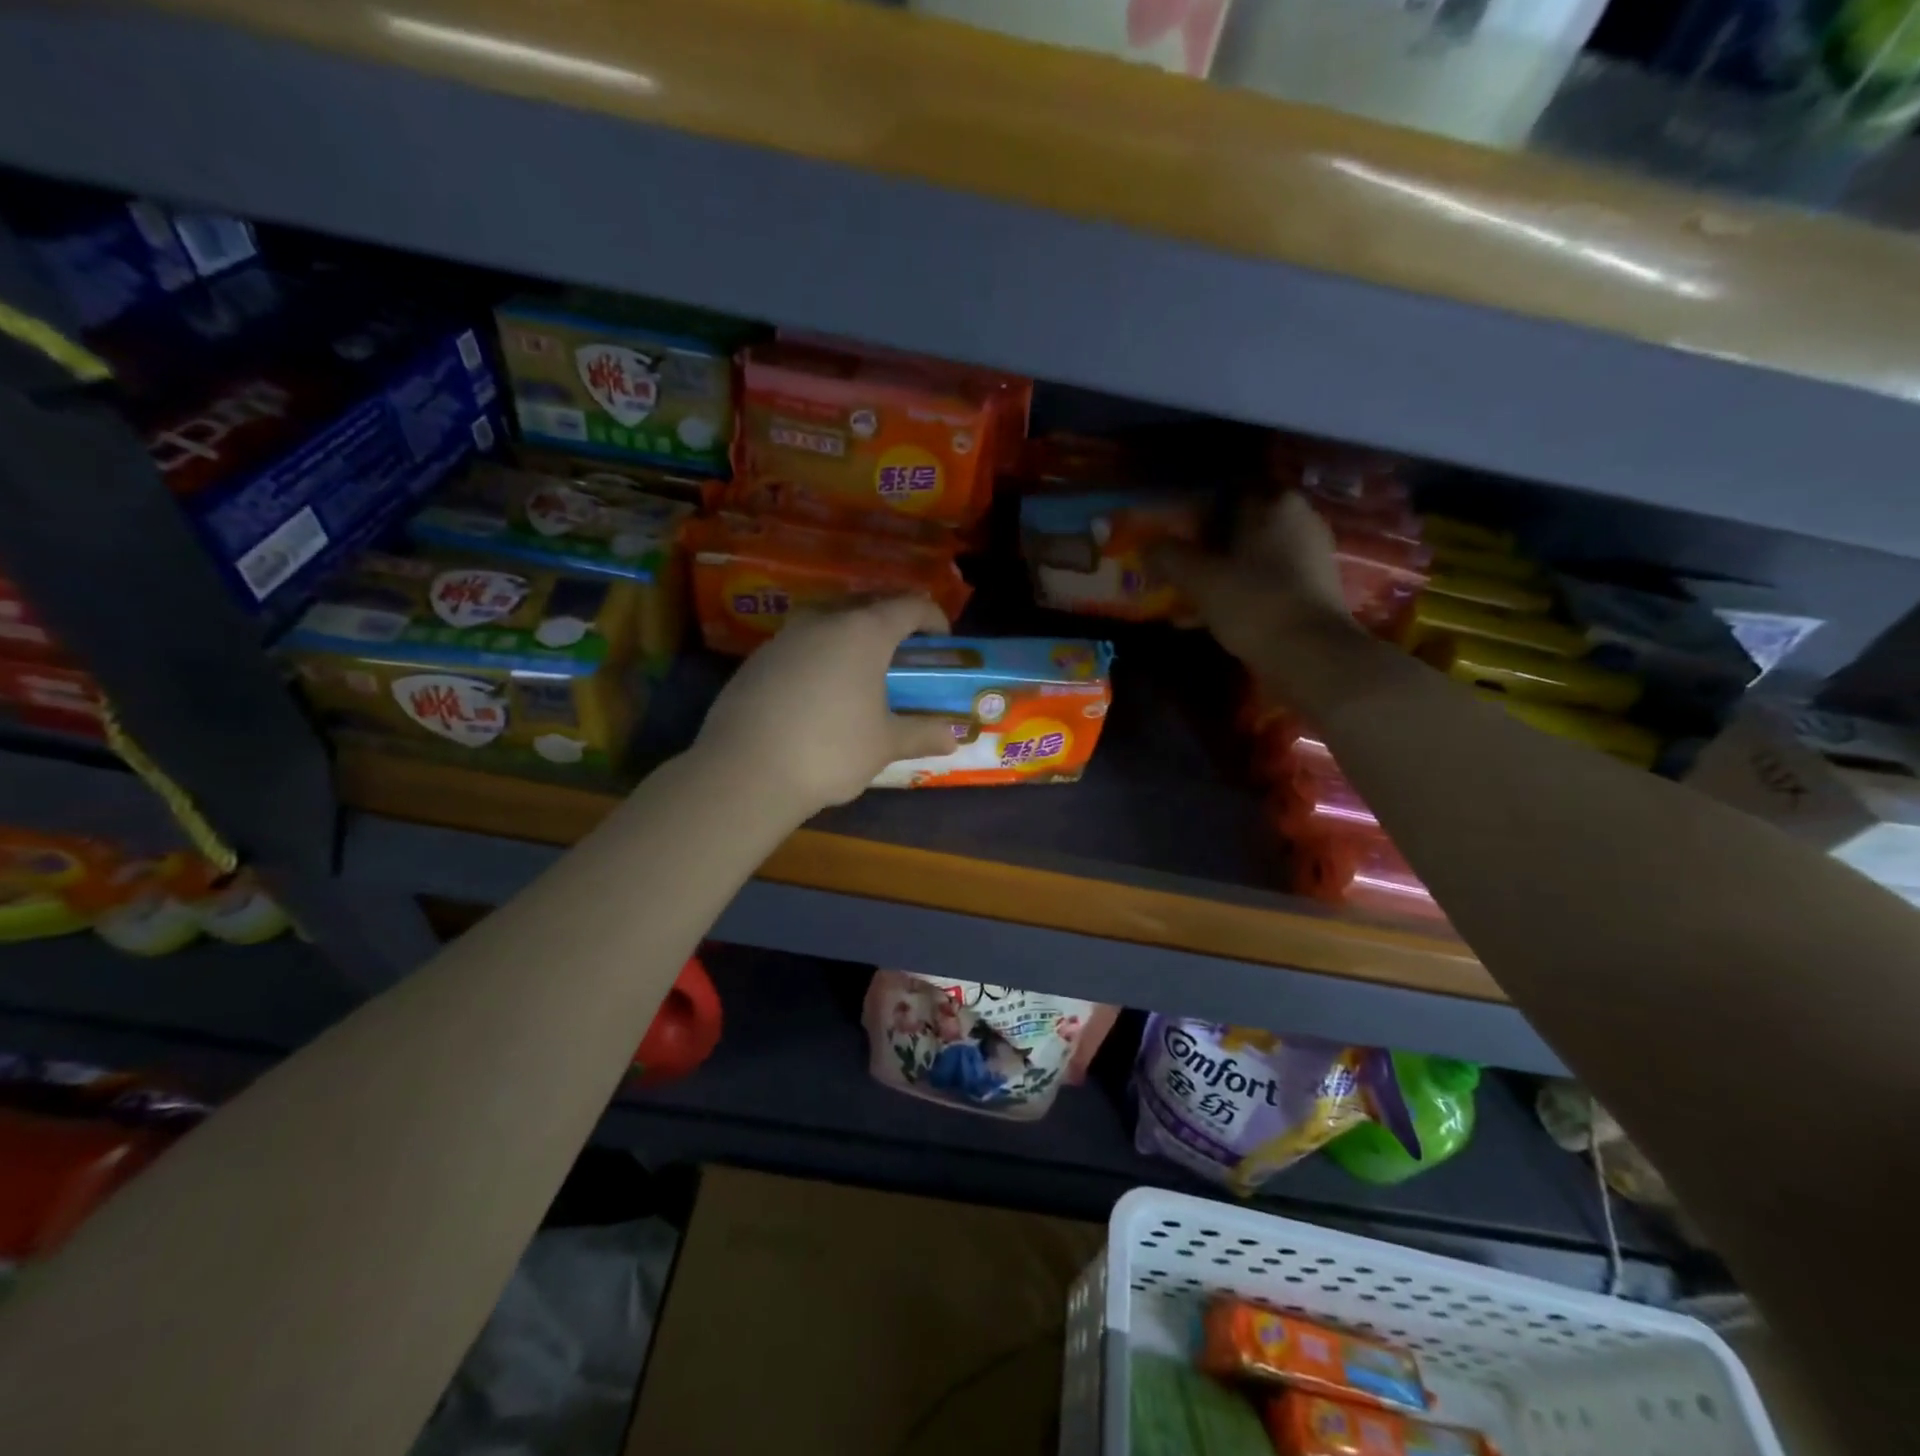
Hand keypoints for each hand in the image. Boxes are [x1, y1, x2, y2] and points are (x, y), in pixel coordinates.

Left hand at [694, 596, 960, 818]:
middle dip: (892, 619)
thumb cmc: (830, 750)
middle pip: (867, 602)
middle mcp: (824, 620)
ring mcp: (786, 636)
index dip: (932, 618)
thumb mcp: (884, 744)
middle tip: (906, 649)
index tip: (942, 640)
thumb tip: (951, 738)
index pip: (909, 606)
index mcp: (864, 632)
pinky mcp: (758, 658)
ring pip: (829, 618)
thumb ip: (920, 734)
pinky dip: (821, 652)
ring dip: (852, 632)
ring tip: (863, 666)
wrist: (745, 771)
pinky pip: (801, 642)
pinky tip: (821, 687)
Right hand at [1150, 494, 1375, 712]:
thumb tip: (1145, 545)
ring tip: (1179, 599)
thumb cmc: (1253, 603)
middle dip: (1201, 550)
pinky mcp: (1309, 590)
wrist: (1310, 655)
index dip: (1190, 515)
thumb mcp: (1199, 579)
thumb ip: (1169, 557)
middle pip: (1235, 529)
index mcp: (1274, 504)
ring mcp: (1307, 557)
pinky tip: (1202, 619)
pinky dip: (1233, 595)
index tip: (1167, 536)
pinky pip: (1260, 583)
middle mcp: (1297, 521)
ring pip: (1246, 559)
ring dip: (1214, 576)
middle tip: (1170, 568)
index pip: (1223, 495)